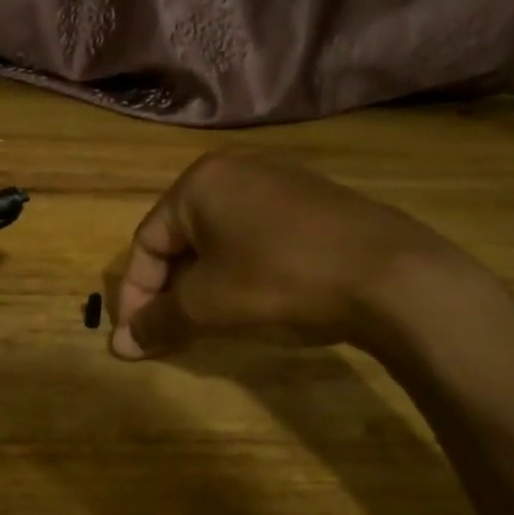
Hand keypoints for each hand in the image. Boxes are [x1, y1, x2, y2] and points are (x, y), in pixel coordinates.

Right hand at [110, 151, 469, 360]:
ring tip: (212, 322)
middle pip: (183, 237)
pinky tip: (259, 300)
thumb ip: (158, 321)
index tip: (137, 338)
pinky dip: (244, 270)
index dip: (135, 294)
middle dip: (171, 289)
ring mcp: (283, 182)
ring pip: (221, 238)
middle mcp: (237, 170)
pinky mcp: (318, 203)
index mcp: (200, 183)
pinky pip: (260, 236)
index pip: (147, 242)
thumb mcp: (208, 306)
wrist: (393, 276)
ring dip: (206, 283)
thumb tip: (119, 344)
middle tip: (172, 332)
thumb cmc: (280, 281)